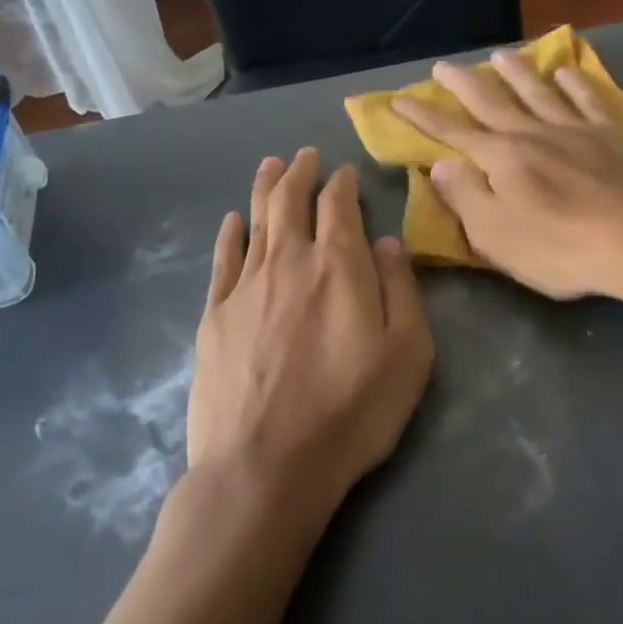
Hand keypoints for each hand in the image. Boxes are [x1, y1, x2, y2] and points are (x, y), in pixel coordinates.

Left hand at [190, 149, 434, 522]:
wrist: (263, 468)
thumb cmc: (350, 412)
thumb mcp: (408, 354)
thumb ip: (401, 289)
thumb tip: (388, 242)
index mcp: (340, 266)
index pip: (339, 207)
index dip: (342, 184)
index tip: (344, 172)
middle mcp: (290, 262)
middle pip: (291, 202)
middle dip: (300, 174)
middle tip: (305, 155)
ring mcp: (246, 287)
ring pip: (256, 221)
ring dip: (265, 189)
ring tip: (271, 165)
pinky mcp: (214, 317)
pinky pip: (222, 260)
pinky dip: (230, 234)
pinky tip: (233, 220)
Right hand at [391, 51, 622, 301]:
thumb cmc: (563, 248)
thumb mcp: (498, 237)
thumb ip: (466, 198)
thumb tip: (440, 164)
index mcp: (503, 159)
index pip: (453, 133)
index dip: (423, 117)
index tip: (399, 99)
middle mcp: (534, 133)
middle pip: (492, 102)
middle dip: (463, 84)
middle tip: (443, 66)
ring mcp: (576, 129)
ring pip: (539, 91)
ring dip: (516, 72)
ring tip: (500, 55)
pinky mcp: (613, 134)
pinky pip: (587, 99)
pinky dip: (573, 83)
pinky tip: (565, 72)